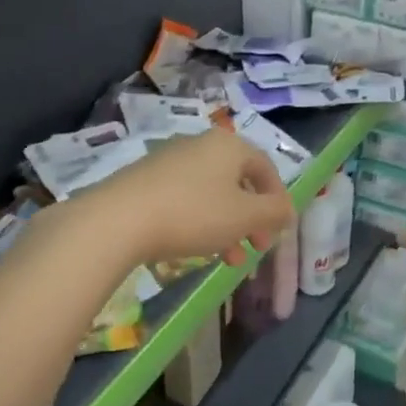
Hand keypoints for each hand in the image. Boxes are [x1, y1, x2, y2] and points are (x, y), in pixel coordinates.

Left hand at [84, 126, 295, 267]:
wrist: (119, 220)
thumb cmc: (194, 213)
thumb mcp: (246, 216)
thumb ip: (274, 212)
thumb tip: (286, 209)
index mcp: (228, 145)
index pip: (266, 168)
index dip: (278, 200)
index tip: (279, 229)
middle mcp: (200, 145)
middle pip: (238, 182)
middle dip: (252, 218)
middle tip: (257, 246)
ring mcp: (169, 161)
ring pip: (211, 194)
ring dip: (227, 226)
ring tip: (229, 259)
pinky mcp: (145, 181)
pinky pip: (185, 199)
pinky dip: (200, 222)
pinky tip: (196, 249)